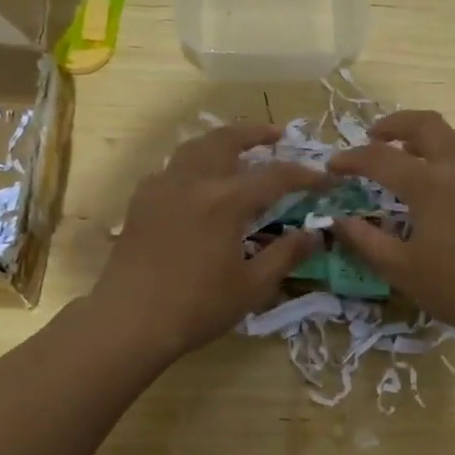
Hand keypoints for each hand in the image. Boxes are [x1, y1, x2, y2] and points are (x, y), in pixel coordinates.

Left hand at [92, 123, 324, 361]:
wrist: (129, 320)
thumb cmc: (196, 307)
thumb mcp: (252, 286)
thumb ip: (285, 255)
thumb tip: (314, 234)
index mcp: (226, 200)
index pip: (275, 175)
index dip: (303, 174)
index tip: (324, 177)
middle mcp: (194, 181)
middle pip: (227, 140)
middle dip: (255, 133)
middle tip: (277, 135)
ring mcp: (162, 186)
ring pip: (195, 146)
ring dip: (221, 141)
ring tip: (238, 149)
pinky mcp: (141, 200)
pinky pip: (171, 167)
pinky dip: (192, 163)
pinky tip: (197, 182)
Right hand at [326, 110, 454, 340]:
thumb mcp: (399, 269)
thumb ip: (364, 240)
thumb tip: (338, 220)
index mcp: (431, 185)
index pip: (381, 158)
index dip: (352, 159)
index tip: (333, 167)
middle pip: (425, 124)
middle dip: (394, 125)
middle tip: (372, 138)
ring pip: (452, 135)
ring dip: (423, 136)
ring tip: (403, 154)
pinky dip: (445, 152)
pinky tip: (436, 179)